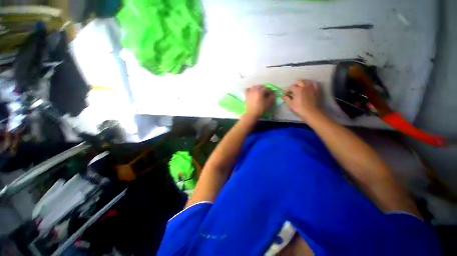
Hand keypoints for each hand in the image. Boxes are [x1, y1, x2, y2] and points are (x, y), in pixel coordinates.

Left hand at [244, 85, 274, 118]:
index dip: (269, 91)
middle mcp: (254, 90)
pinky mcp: (246, 96)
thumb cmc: (260, 109)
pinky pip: (247, 90)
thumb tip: (272, 94)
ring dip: (257, 88)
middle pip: (259, 86)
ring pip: (254, 87)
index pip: (266, 89)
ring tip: (259, 92)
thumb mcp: (268, 103)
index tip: (271, 94)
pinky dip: (250, 89)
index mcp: (260, 91)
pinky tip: (252, 92)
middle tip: (266, 93)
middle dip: (263, 88)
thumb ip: (271, 97)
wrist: (251, 114)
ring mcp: (249, 92)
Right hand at [283, 80, 319, 120]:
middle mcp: (305, 86)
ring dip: (302, 83)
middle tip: (292, 90)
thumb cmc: (299, 109)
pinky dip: (310, 84)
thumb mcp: (290, 105)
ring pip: (306, 81)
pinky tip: (308, 87)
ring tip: (300, 88)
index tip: (286, 94)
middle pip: (299, 81)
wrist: (312, 112)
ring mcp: (312, 88)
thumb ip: (286, 99)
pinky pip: (314, 84)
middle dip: (294, 85)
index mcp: (297, 89)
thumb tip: (284, 96)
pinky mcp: (316, 90)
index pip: (291, 87)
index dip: (287, 90)